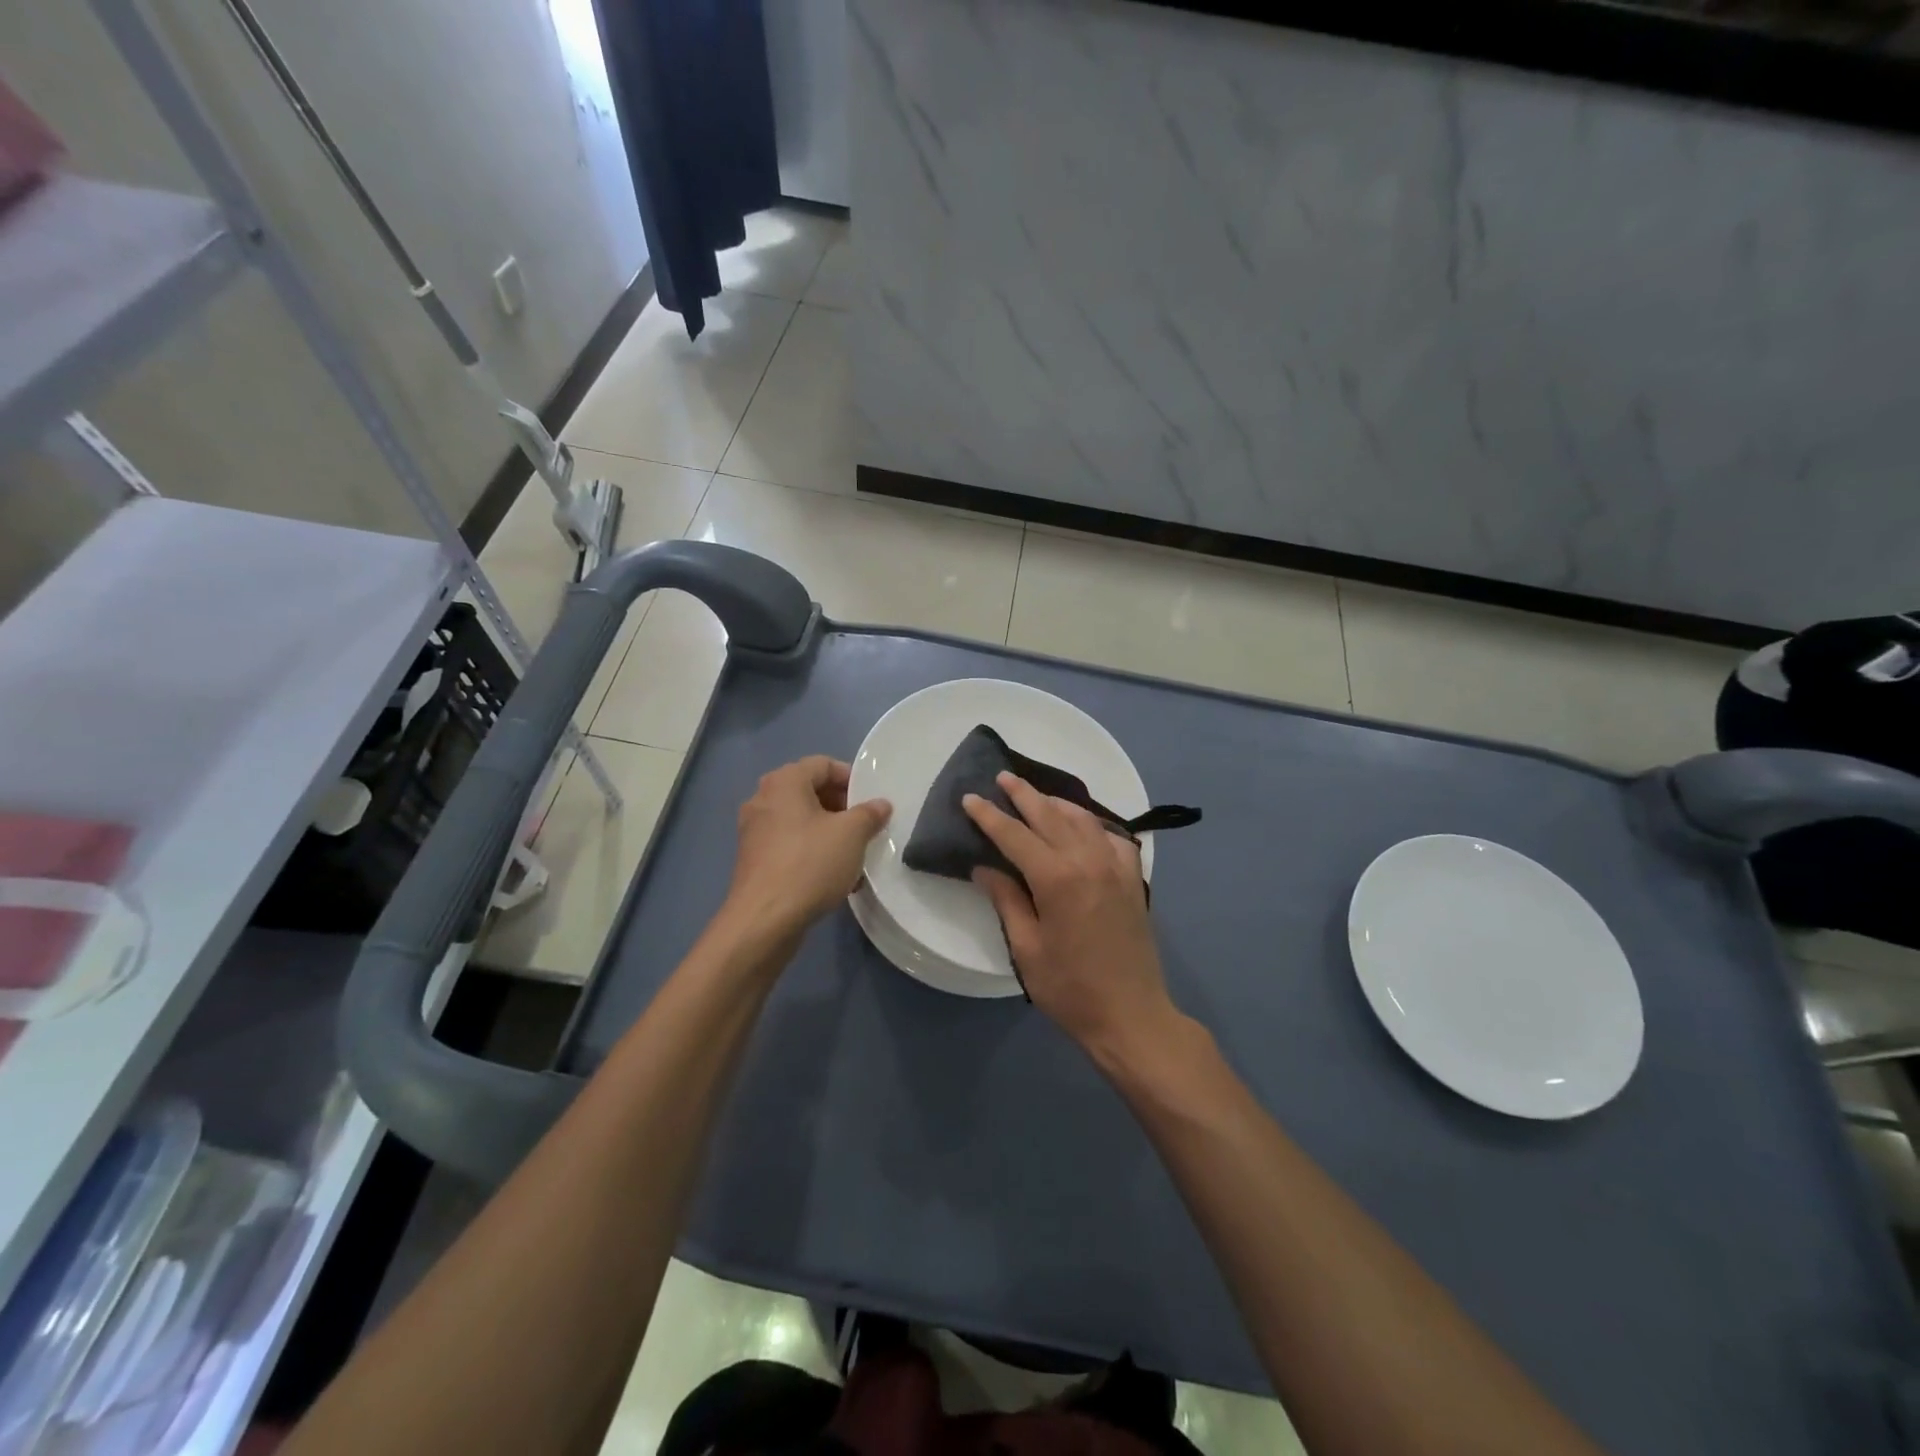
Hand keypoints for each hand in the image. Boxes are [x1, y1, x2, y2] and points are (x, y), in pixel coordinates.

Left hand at [725, 756, 891, 940]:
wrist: (764, 920)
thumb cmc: (810, 864)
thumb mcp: (852, 835)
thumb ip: (869, 814)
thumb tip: (881, 804)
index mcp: (784, 782)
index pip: (823, 764)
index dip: (851, 778)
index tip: (872, 801)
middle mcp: (763, 799)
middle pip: (810, 791)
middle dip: (841, 806)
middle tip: (866, 826)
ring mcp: (754, 831)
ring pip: (800, 820)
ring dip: (829, 832)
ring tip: (854, 853)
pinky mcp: (754, 860)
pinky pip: (789, 844)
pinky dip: (812, 851)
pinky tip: (834, 876)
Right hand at [964, 773, 1178, 1059]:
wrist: (1131, 1016)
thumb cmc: (1070, 988)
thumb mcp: (1026, 948)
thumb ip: (1007, 900)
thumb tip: (985, 867)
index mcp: (1057, 878)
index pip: (1015, 834)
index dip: (990, 815)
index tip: (971, 798)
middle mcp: (1088, 861)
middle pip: (1050, 815)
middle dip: (1024, 794)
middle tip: (1003, 778)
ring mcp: (1116, 868)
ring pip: (1084, 820)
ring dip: (1057, 803)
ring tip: (1037, 796)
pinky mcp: (1134, 880)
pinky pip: (1114, 838)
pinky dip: (1095, 825)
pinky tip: (1086, 827)